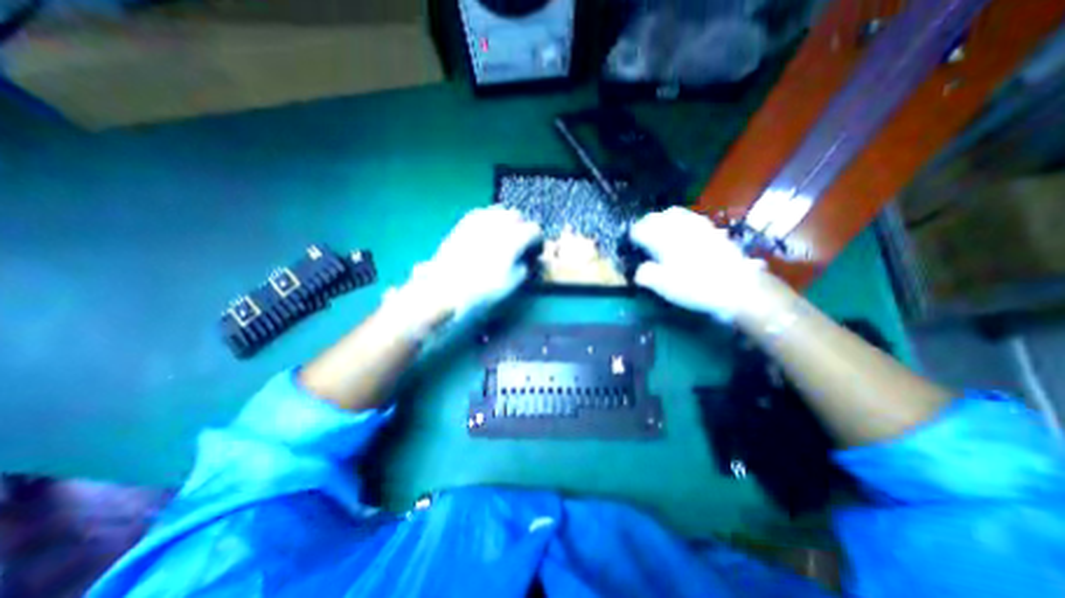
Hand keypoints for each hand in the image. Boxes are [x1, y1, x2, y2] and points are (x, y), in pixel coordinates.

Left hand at [407, 209, 544, 325]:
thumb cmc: (483, 288)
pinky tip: (487, 234)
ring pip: (500, 212)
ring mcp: (479, 220)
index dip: (537, 242)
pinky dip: (490, 221)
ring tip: (504, 239)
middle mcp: (498, 223)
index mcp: (514, 237)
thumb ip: (526, 267)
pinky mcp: (464, 223)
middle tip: (520, 246)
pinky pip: (483, 214)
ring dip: (507, 223)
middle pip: (518, 217)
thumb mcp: (512, 283)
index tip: (534, 254)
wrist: (445, 287)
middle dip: (522, 229)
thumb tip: (529, 260)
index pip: (534, 230)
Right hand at [626, 207, 769, 324]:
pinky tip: (684, 232)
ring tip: (660, 232)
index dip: (632, 237)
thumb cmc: (696, 286)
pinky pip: (692, 218)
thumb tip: (638, 271)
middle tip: (642, 237)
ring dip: (663, 220)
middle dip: (646, 224)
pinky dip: (682, 221)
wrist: (738, 287)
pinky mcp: (712, 230)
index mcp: (663, 239)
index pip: (640, 229)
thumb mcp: (664, 286)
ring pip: (674, 213)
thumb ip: (646, 275)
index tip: (630, 246)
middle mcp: (679, 227)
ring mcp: (697, 226)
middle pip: (656, 217)